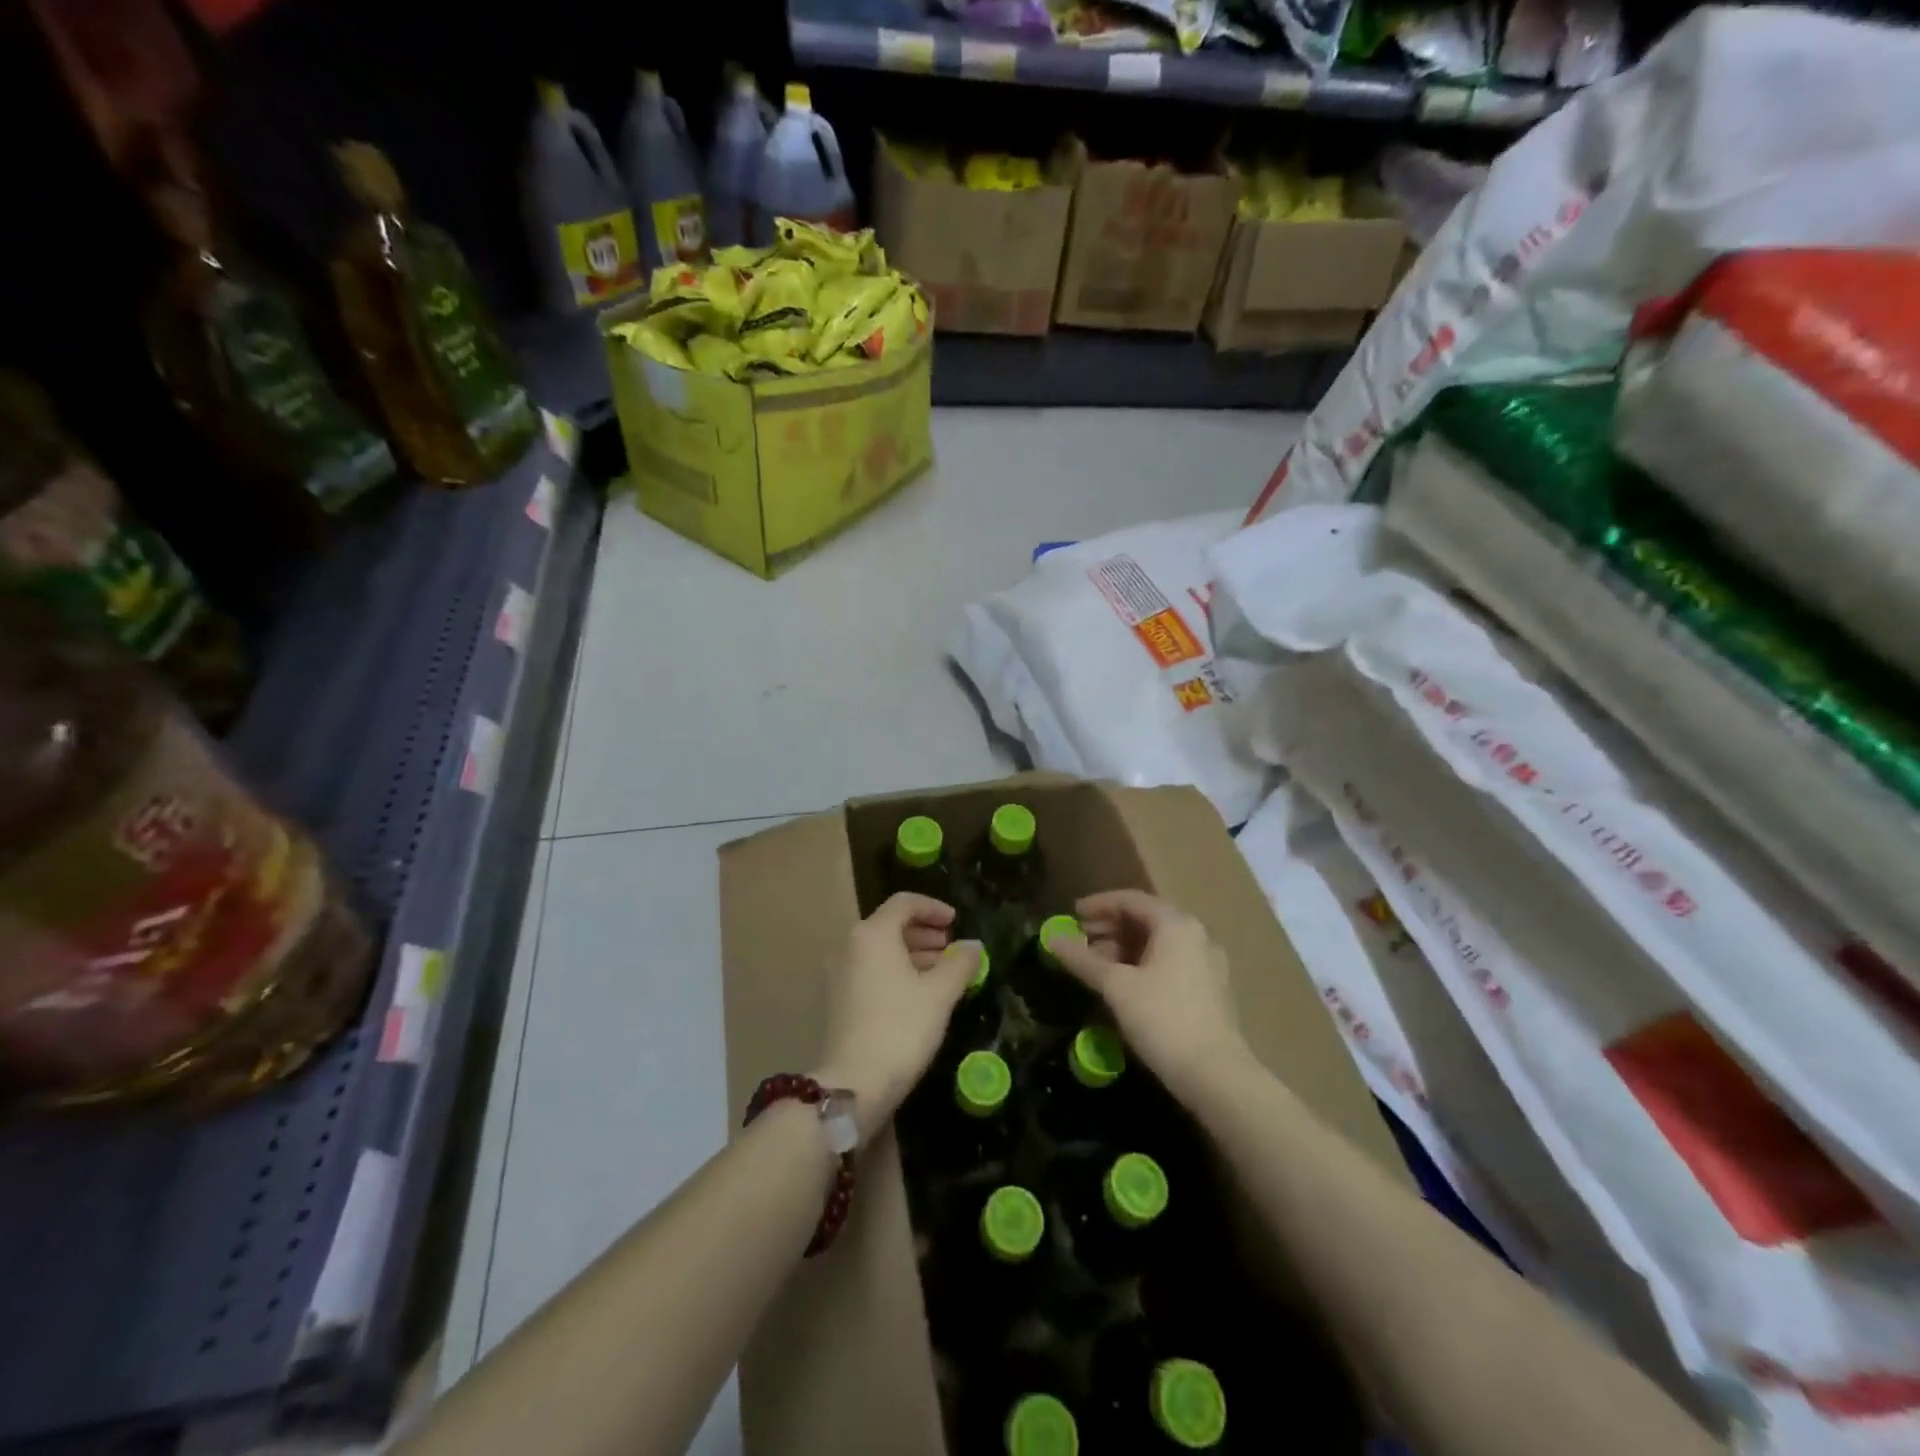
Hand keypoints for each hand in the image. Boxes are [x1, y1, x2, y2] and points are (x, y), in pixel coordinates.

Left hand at [814, 893, 982, 1144]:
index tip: (956, 922)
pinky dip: (896, 971)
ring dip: (912, 953)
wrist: (854, 1084)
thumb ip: (960, 963)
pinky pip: (871, 970)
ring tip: (942, 972)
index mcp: (872, 934)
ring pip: (880, 949)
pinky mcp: (838, 999)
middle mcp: (850, 945)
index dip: (933, 908)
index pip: (904, 903)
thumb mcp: (939, 994)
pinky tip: (919, 993)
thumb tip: (974, 945)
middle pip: (890, 924)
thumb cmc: (901, 1028)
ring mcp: (839, 973)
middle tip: (952, 948)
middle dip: (924, 932)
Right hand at [1047, 890, 1252, 1106]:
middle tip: (1079, 941)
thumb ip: (1082, 960)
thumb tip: (1051, 939)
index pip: (1131, 900)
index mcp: (1176, 925)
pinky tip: (1122, 986)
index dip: (1098, 905)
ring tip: (1094, 966)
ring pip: (1157, 944)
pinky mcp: (1209, 991)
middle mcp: (1196, 936)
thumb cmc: (1163, 1020)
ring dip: (1123, 949)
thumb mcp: (1116, 987)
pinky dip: (1142, 966)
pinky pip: (1169, 964)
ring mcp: (1206, 964)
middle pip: (1146, 920)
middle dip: (1109, 928)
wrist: (1216, 1077)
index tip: (1072, 914)